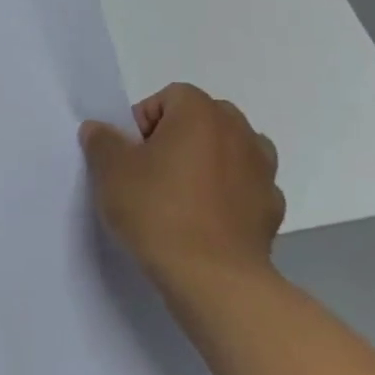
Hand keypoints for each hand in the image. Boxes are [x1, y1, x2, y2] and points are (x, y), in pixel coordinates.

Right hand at [80, 84, 284, 299]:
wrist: (212, 277)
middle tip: (151, 169)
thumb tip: (102, 130)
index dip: (144, 120)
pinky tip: (204, 218)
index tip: (131, 153)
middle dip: (178, 135)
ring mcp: (263, 171)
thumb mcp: (109, 170)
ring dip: (207, 161)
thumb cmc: (156, 210)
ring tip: (180, 192)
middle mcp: (240, 133)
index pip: (170, 96)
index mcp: (201, 115)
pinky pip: (244, 185)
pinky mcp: (272, 207)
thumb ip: (102, 140)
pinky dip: (227, 193)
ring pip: (230, 150)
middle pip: (204, 118)